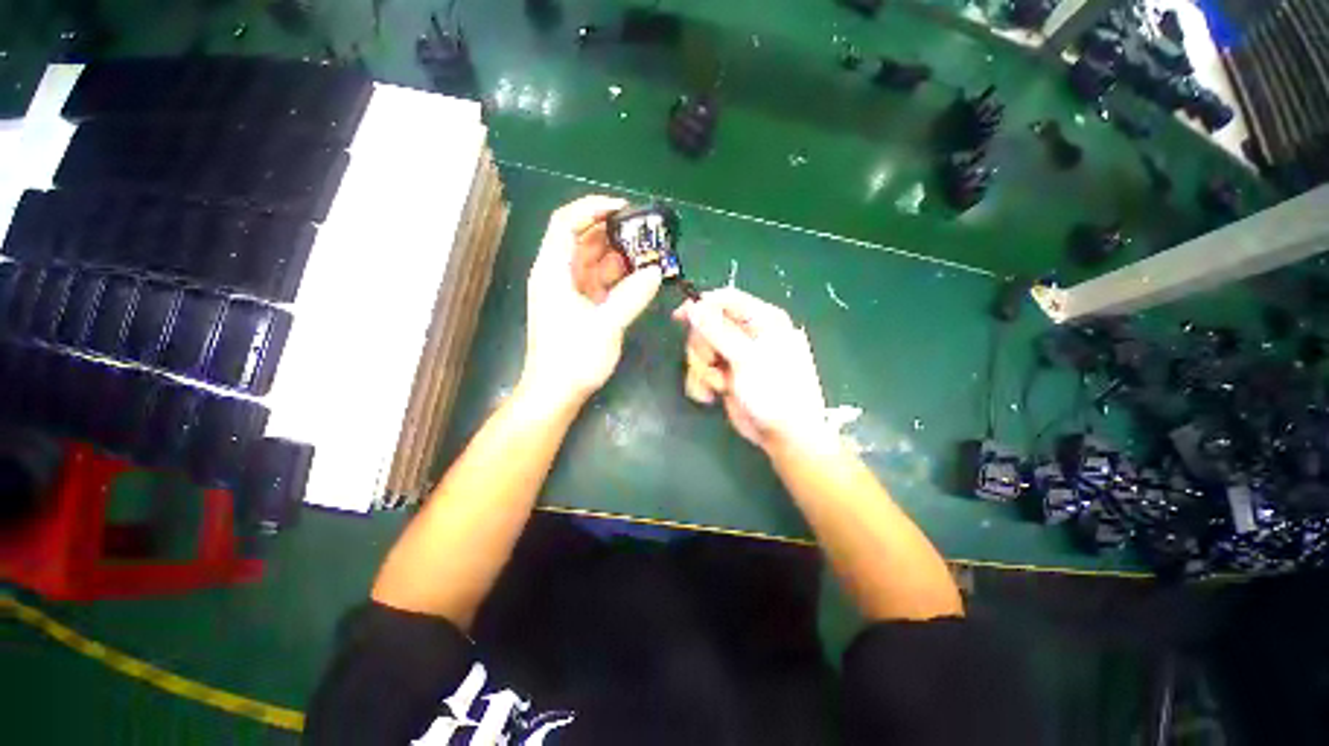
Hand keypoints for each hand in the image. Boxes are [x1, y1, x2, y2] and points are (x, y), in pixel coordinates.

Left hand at [520, 195, 662, 409]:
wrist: (556, 393)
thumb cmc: (573, 359)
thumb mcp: (605, 326)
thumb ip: (632, 297)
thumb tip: (655, 273)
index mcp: (553, 271)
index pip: (566, 223)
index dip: (592, 208)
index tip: (624, 209)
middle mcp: (559, 275)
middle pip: (583, 240)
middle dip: (613, 233)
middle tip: (646, 233)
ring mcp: (570, 292)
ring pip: (594, 261)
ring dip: (619, 256)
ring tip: (649, 253)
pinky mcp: (581, 307)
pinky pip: (600, 282)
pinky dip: (618, 277)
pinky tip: (640, 277)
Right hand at [674, 288, 832, 454]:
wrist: (783, 435)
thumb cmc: (775, 391)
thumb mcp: (747, 358)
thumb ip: (718, 331)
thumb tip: (692, 307)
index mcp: (761, 320)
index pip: (725, 299)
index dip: (701, 305)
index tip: (679, 318)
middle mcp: (746, 334)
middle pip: (706, 325)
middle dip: (703, 348)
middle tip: (713, 364)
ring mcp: (734, 356)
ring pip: (700, 350)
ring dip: (702, 370)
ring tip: (718, 386)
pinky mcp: (724, 375)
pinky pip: (700, 370)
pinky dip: (701, 383)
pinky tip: (711, 396)